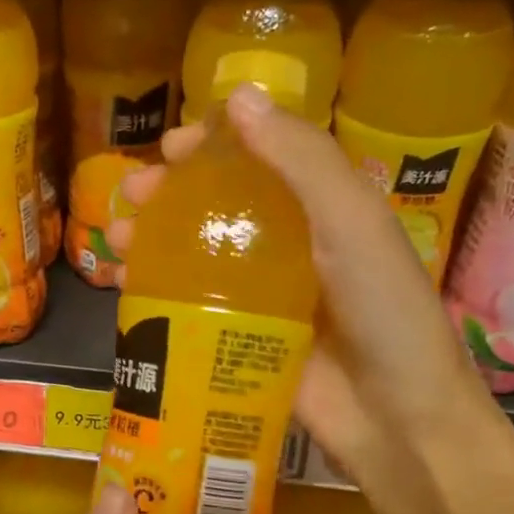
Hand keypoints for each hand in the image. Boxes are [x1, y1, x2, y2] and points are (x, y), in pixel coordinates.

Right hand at [105, 85, 498, 513]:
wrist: (396, 417)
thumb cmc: (383, 310)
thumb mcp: (352, 222)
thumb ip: (302, 159)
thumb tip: (238, 95)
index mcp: (321, 208)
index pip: (259, 158)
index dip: (213, 145)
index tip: (170, 146)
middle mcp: (289, 244)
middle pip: (217, 206)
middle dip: (168, 196)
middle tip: (130, 197)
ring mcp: (262, 294)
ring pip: (196, 254)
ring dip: (153, 242)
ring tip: (116, 243)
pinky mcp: (241, 338)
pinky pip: (192, 305)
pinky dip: (157, 293)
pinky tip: (126, 290)